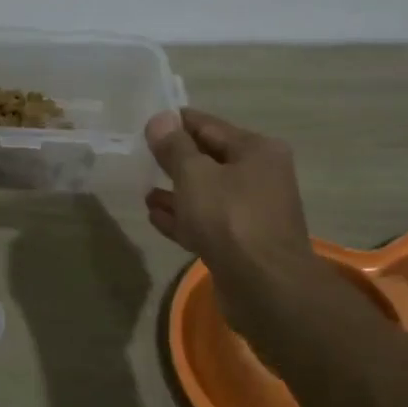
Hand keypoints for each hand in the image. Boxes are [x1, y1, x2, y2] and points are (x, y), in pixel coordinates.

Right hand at [144, 108, 311, 272]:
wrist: (265, 287)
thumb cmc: (230, 218)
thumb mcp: (194, 174)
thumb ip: (174, 147)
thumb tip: (160, 119)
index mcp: (257, 151)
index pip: (209, 126)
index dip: (177, 123)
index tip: (147, 123)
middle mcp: (260, 177)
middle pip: (209, 160)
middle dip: (176, 159)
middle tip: (142, 156)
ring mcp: (252, 213)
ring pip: (207, 194)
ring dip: (176, 192)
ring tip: (145, 191)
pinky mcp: (241, 244)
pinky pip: (206, 222)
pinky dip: (183, 218)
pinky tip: (154, 216)